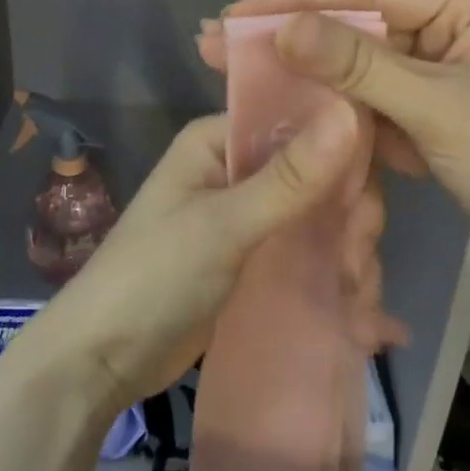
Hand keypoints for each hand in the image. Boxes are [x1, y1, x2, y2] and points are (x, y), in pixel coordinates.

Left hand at [28, 105, 380, 412]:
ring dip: (348, 258)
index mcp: (221, 140)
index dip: (343, 152)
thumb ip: (290, 177)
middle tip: (357, 267)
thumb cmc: (153, 278)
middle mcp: (238, 169)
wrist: (102, 362)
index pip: (299, 121)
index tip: (366, 204)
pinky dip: (335, 281)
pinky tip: (367, 325)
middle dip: (348, 221)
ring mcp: (249, 217)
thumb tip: (351, 108)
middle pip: (319, 176)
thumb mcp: (223, 226)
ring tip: (360, 307)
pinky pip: (308, 255)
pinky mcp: (256, 260)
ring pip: (320, 219)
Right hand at [214, 0, 469, 282]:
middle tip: (221, 41)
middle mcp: (453, 29)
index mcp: (469, 6)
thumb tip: (284, 28)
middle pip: (359, 27)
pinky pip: (374, 104)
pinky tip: (286, 110)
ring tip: (241, 75)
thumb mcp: (438, 110)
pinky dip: (336, 111)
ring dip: (309, 76)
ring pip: (361, 68)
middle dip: (294, 38)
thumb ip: (359, 66)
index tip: (239, 11)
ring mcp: (441, 76)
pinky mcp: (432, 117)